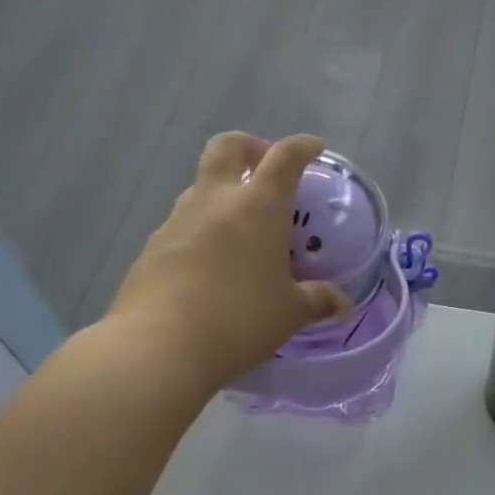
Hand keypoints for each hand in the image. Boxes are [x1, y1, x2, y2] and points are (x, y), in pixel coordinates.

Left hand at [99, 132, 351, 395]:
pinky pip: (181, 224)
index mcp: (258, 205)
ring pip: (200, 186)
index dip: (302, 146)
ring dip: (221, 192)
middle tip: (263, 167)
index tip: (314, 148)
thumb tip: (343, 303)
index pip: (284, 156)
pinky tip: (210, 265)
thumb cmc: (238, 320)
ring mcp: (177, 221)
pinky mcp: (151, 248)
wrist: (156, 348)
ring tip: (240, 227)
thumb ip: (318, 300)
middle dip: (248, 146)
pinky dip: (200, 229)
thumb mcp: (289, 313)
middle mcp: (215, 200)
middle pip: (227, 147)